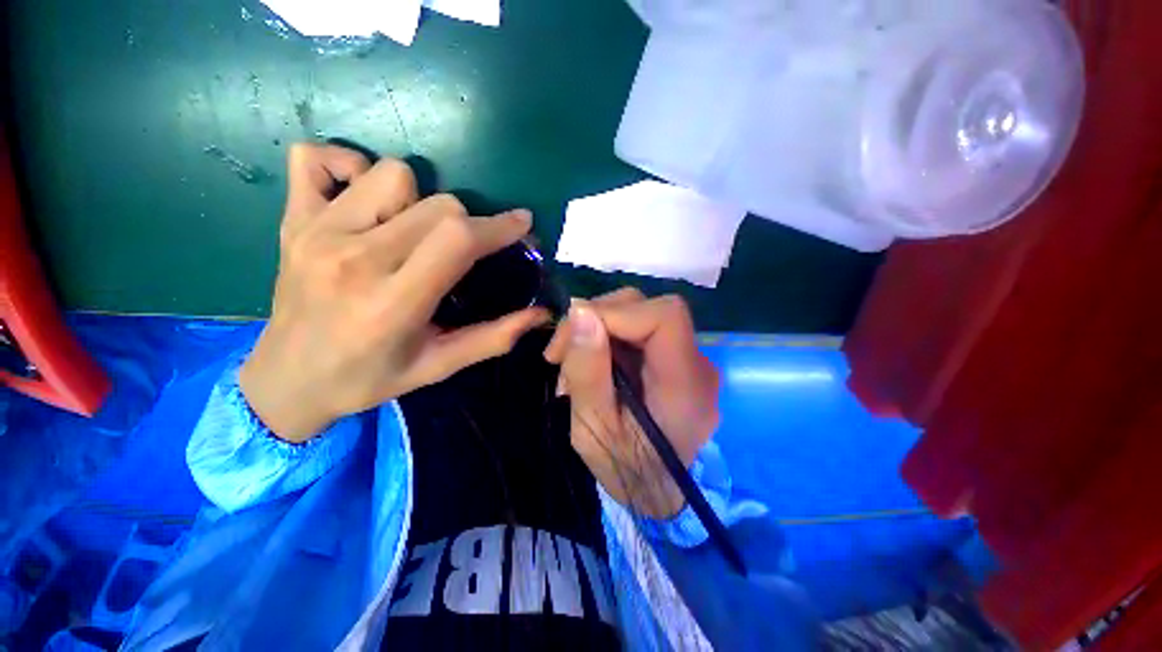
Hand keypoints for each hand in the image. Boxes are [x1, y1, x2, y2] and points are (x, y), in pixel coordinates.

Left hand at [240, 144, 549, 442]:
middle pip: (437, 205)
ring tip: (413, 231)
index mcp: (393, 303)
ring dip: (419, 199)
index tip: (521, 224)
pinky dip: (346, 165)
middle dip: (467, 222)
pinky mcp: (292, 220)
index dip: (498, 227)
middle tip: (464, 249)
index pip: (457, 240)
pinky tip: (362, 198)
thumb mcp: (438, 366)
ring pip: (391, 174)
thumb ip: (493, 338)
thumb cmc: (369, 379)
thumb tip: (539, 314)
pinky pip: (316, 158)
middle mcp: (354, 259)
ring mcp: (317, 233)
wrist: (285, 381)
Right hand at [544, 289, 720, 517]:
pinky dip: (608, 339)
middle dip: (598, 319)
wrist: (655, 493)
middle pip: (649, 308)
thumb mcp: (593, 428)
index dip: (617, 312)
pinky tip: (591, 363)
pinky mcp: (674, 360)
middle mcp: (697, 364)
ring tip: (571, 364)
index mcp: (685, 384)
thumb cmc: (625, 470)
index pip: (666, 315)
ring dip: (598, 329)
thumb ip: (588, 371)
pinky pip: (639, 331)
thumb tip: (581, 313)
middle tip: (559, 353)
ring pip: (640, 314)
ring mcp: (688, 360)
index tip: (575, 334)